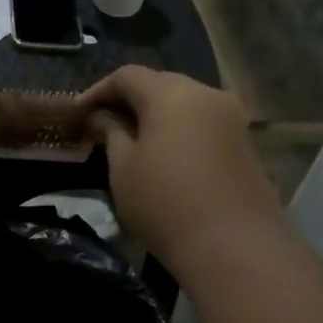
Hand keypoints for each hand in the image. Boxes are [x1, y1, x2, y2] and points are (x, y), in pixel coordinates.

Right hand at [84, 67, 279, 273]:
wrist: (234, 247)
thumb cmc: (165, 203)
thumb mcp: (123, 168)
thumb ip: (110, 133)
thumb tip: (101, 117)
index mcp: (172, 94)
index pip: (127, 75)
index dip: (98, 90)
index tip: (78, 113)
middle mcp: (206, 94)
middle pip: (160, 83)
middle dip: (129, 99)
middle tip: (102, 124)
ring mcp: (231, 118)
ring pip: (184, 102)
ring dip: (155, 114)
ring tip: (131, 139)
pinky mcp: (244, 143)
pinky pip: (202, 123)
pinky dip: (178, 129)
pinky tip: (163, 154)